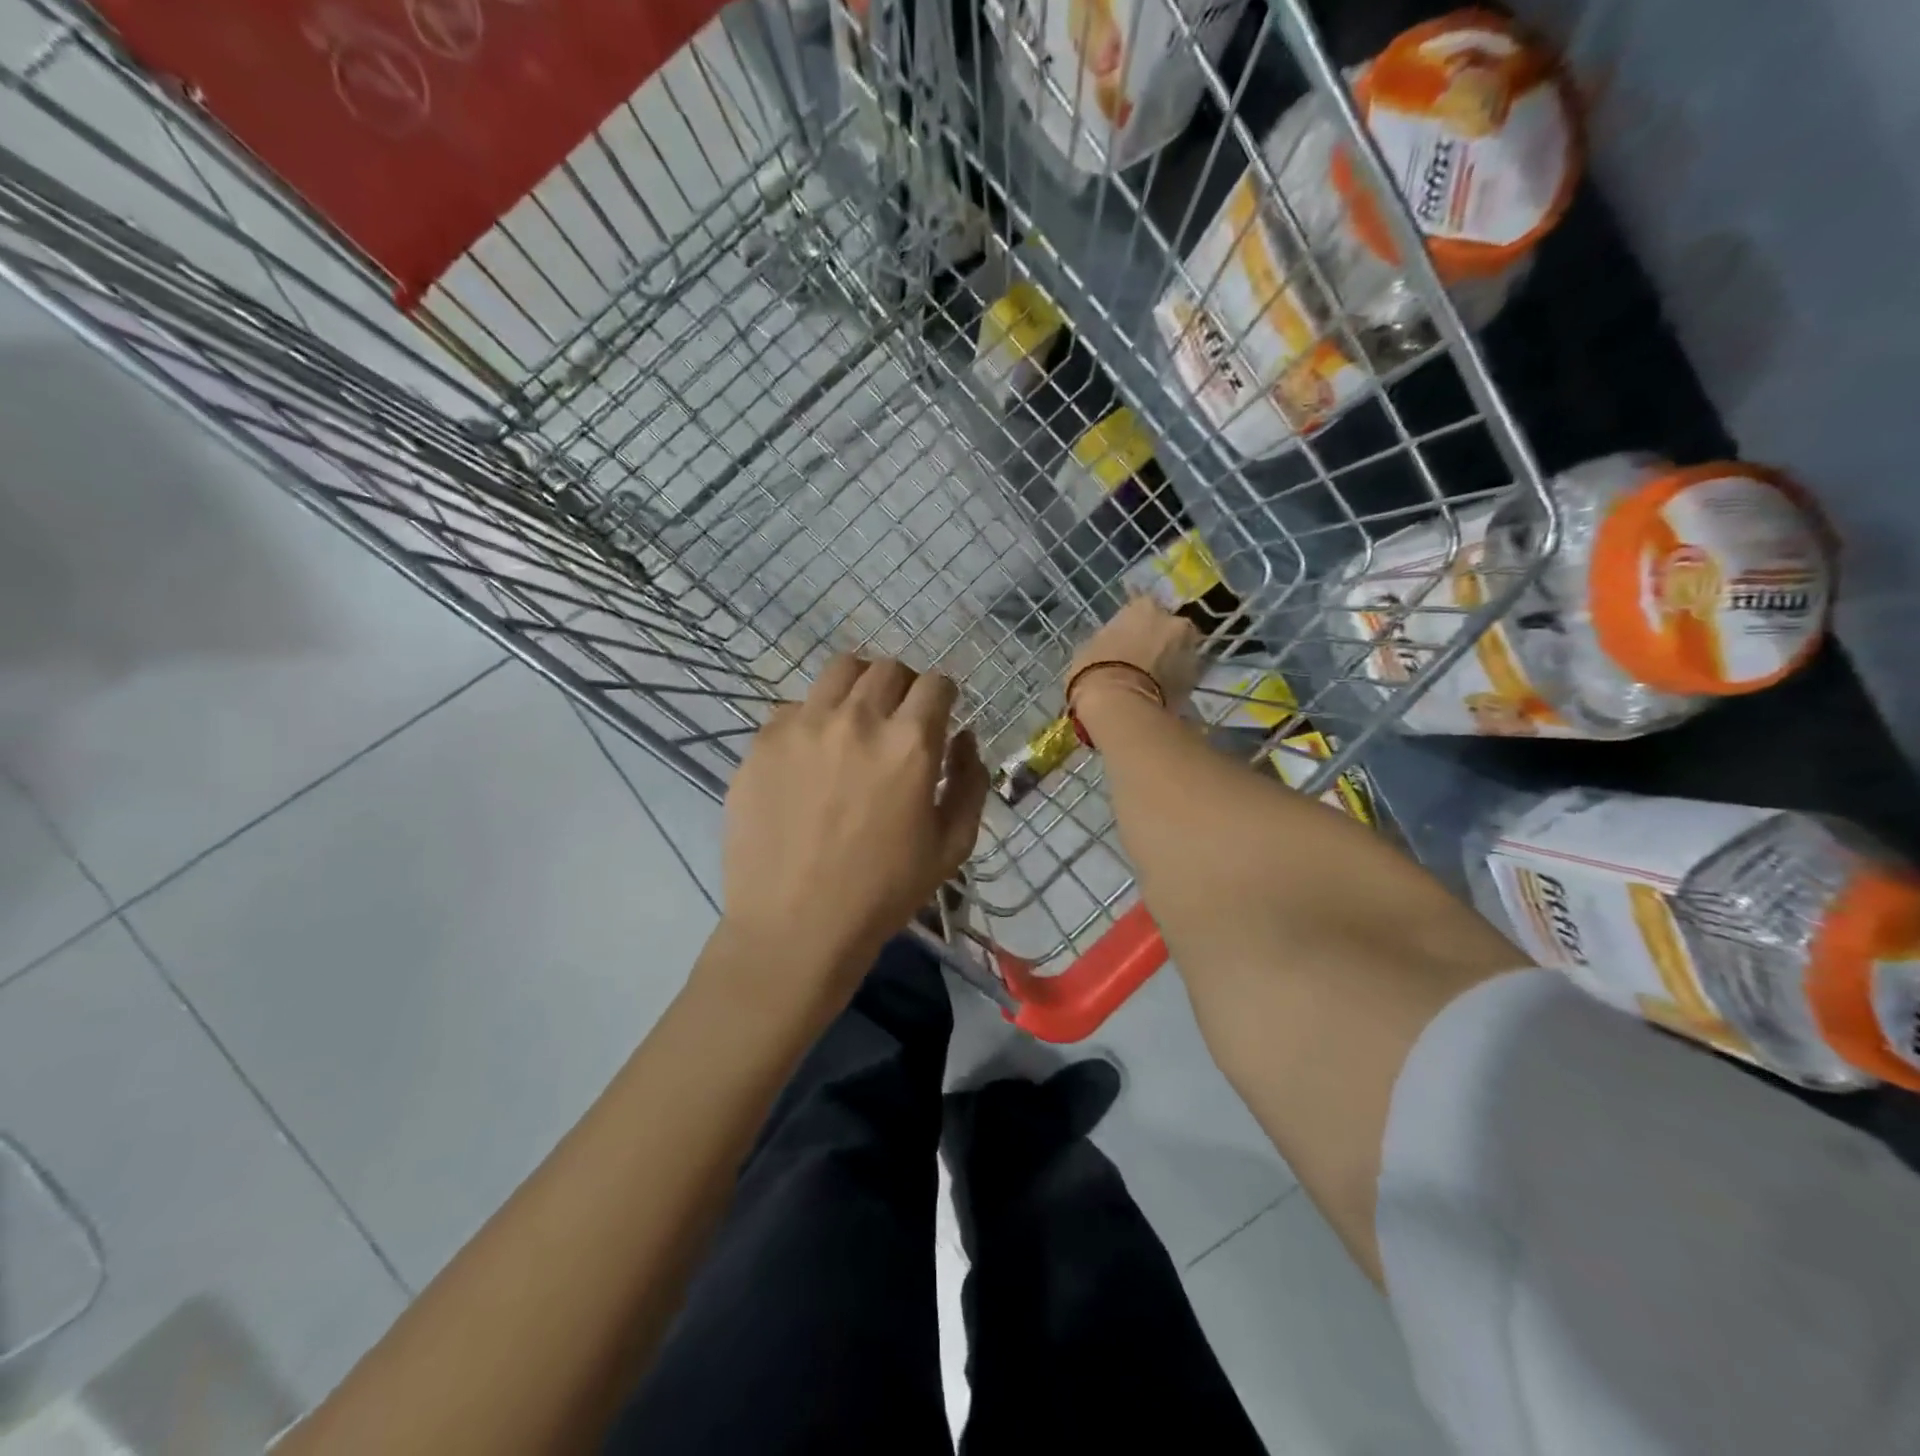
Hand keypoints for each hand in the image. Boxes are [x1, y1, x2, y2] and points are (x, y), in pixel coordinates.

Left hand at [718, 655, 988, 1005]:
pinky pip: (795, 707)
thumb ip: (969, 781)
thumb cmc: (884, 892)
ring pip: (840, 670)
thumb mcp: (952, 845)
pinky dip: (813, 718)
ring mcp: (803, 725)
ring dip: (859, 686)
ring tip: (855, 719)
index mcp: (910, 742)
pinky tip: (811, 756)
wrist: (795, 927)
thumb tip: (964, 737)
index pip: (936, 683)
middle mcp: (857, 718)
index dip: (944, 696)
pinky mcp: (763, 741)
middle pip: (888, 668)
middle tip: (899, 718)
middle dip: (904, 686)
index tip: (938, 715)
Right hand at [1067, 597, 1202, 713]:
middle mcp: (1173, 621)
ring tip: (1153, 678)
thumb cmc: (1096, 670)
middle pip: (1169, 627)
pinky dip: (1175, 681)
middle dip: (1159, 639)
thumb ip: (1111, 638)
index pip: (1142, 605)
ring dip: (1171, 660)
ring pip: (1181, 651)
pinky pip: (1184, 675)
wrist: (1119, 705)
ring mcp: (1190, 650)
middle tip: (1143, 657)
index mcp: (1144, 607)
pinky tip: (1159, 693)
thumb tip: (1115, 643)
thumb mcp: (1092, 646)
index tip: (1127, 635)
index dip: (1135, 623)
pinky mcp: (1196, 679)